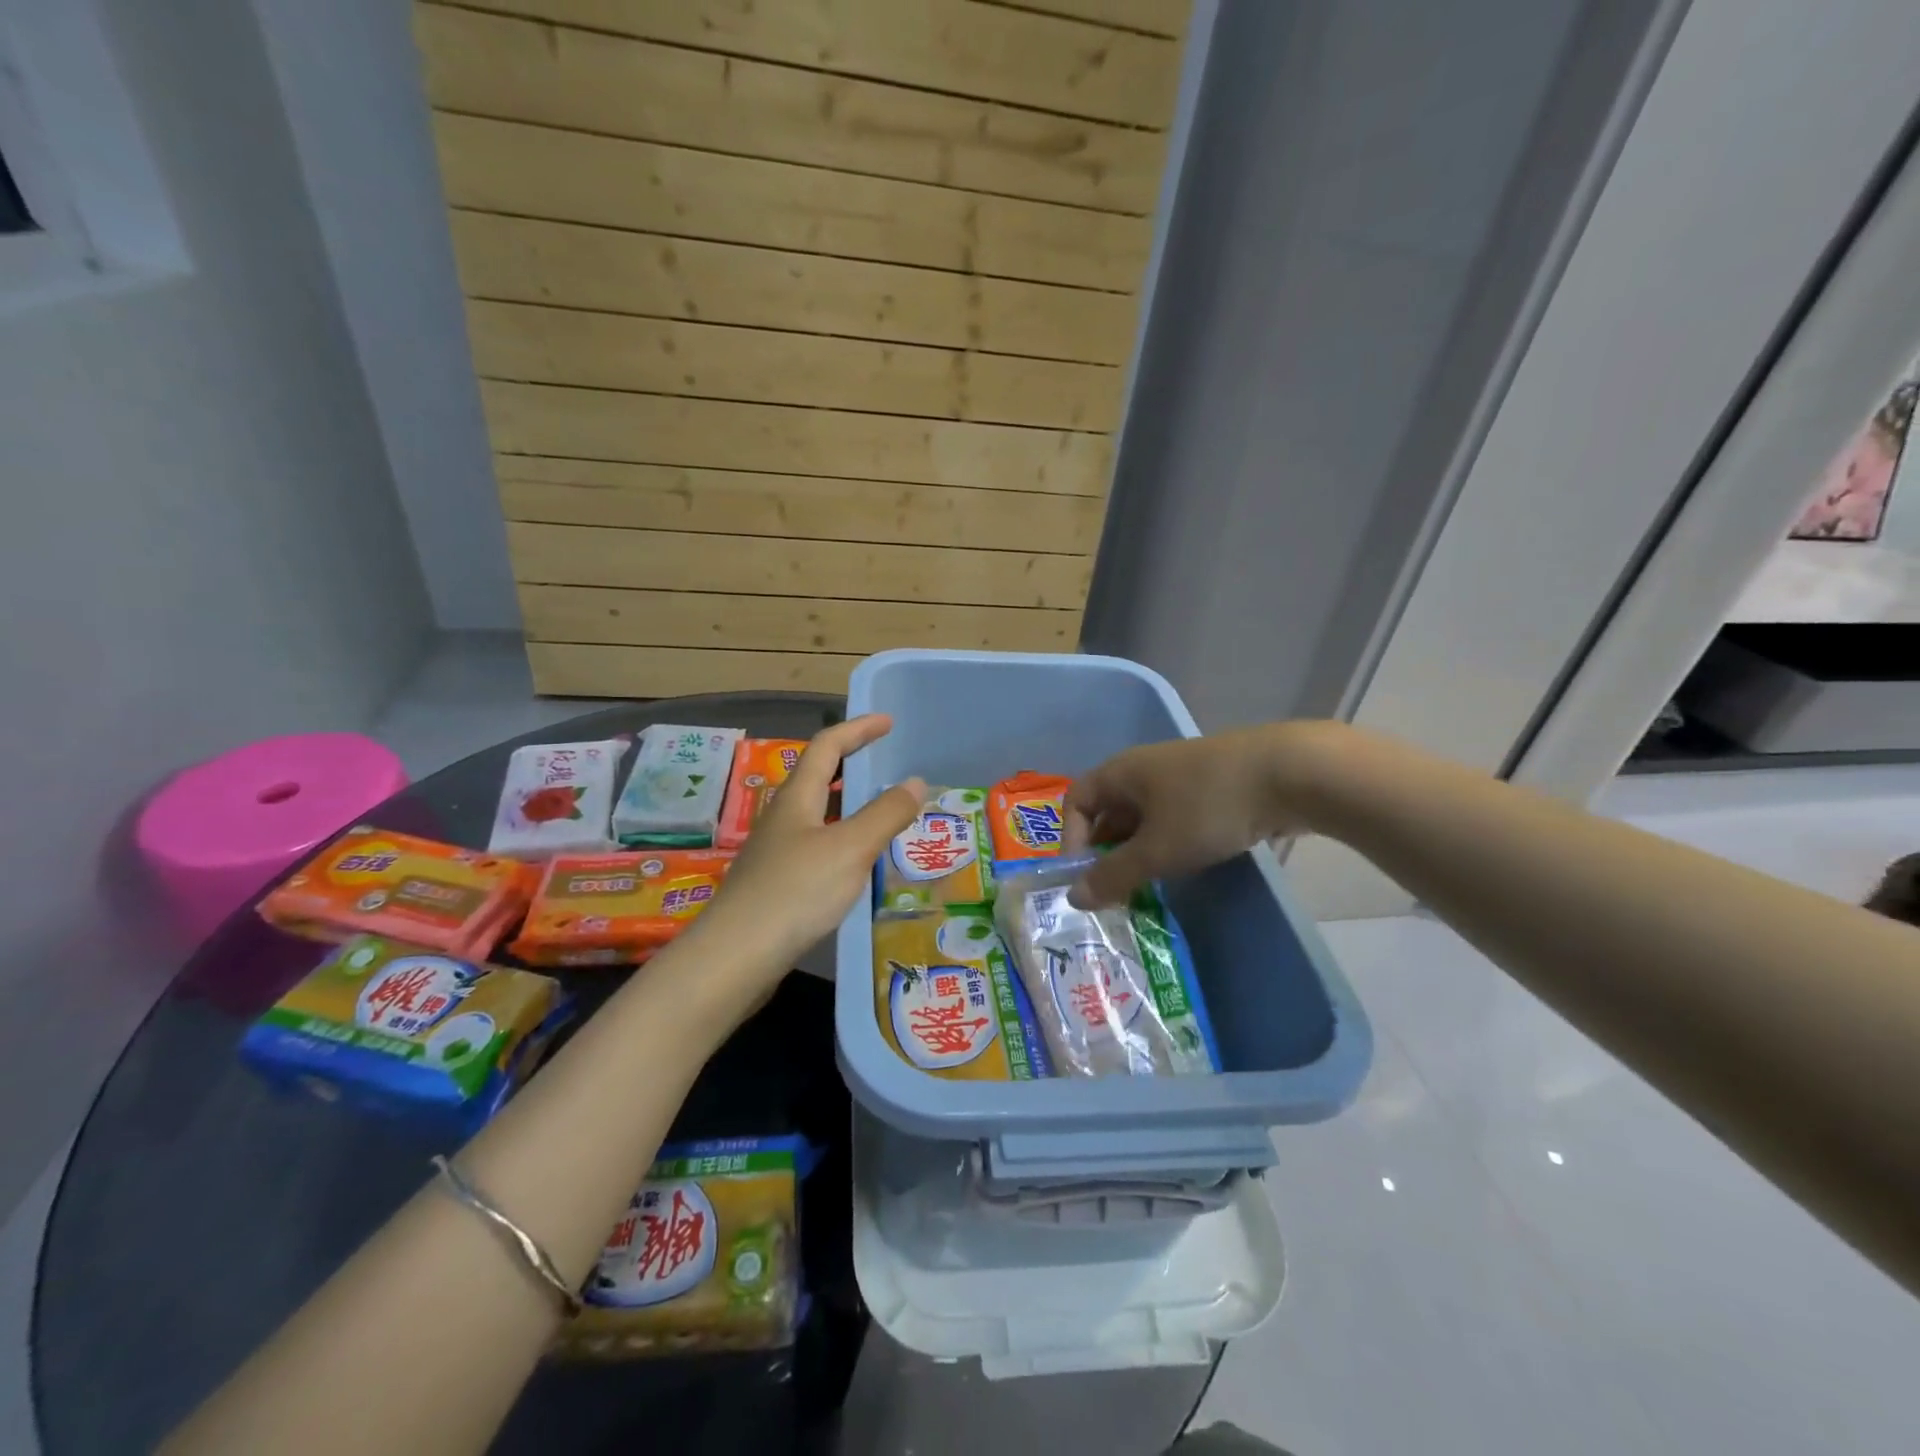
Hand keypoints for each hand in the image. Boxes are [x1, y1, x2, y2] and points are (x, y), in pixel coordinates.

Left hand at [698, 715, 924, 973]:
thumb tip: (915, 781)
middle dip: (851, 764)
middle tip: (885, 764)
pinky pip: (815, 848)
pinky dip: (841, 841)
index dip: (858, 729)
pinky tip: (856, 866)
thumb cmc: (795, 892)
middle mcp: (782, 818)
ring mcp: (775, 853)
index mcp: (797, 799)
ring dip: (847, 806)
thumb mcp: (850, 848)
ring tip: (881, 815)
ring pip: (817, 815)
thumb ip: (885, 814)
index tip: (888, 722)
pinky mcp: (775, 885)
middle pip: (817, 778)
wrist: (736, 957)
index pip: (827, 746)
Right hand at [1063, 723, 1337, 907]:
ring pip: (1145, 816)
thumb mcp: (1155, 850)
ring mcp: (1181, 774)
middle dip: (1106, 851)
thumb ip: (1112, 876)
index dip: (1071, 838)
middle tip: (1115, 890)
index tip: (1085, 877)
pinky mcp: (1213, 785)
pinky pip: (1175, 816)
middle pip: (1110, 810)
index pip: (1076, 801)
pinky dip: (1169, 841)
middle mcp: (1144, 768)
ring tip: (1147, 884)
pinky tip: (1185, 864)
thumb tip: (1073, 898)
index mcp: (1121, 772)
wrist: (1289, 773)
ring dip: (1139, 850)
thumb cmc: (1207, 808)